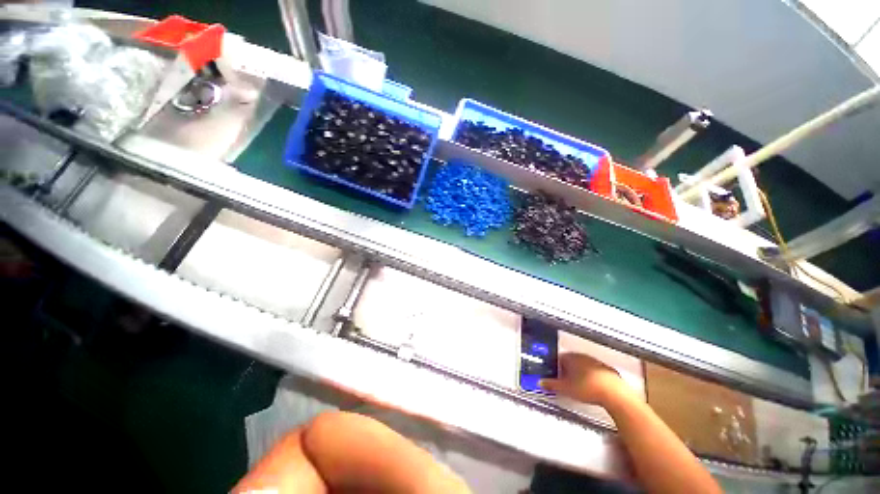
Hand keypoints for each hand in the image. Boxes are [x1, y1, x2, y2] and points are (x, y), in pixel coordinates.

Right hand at [539, 353, 626, 404]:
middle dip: (567, 371)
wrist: (615, 395)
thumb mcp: (565, 389)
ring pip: (583, 366)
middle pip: (570, 362)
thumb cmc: (589, 388)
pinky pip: (595, 372)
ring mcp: (596, 362)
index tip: (554, 376)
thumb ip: (551, 385)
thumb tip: (541, 383)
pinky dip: (591, 378)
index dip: (555, 368)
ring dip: (579, 374)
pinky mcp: (607, 371)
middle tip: (565, 383)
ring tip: (578, 388)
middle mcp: (583, 356)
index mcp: (570, 357)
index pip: (558, 358)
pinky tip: (592, 389)